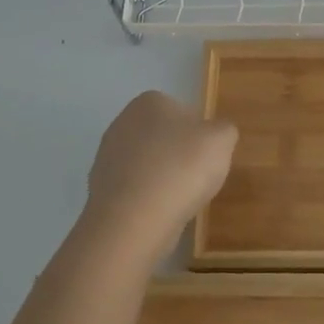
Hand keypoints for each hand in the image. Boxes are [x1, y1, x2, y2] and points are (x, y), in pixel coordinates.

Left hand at [80, 91, 238, 265]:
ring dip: (163, 179)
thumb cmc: (182, 168)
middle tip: (197, 177)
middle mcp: (122, 122)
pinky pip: (135, 190)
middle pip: (163, 138)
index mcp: (149, 101)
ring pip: (148, 165)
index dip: (199, 134)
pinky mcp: (100, 191)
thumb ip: (224, 129)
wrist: (134, 221)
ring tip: (180, 200)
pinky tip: (159, 213)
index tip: (208, 156)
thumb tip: (216, 134)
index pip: (183, 111)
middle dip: (179, 155)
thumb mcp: (221, 140)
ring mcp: (106, 158)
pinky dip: (148, 200)